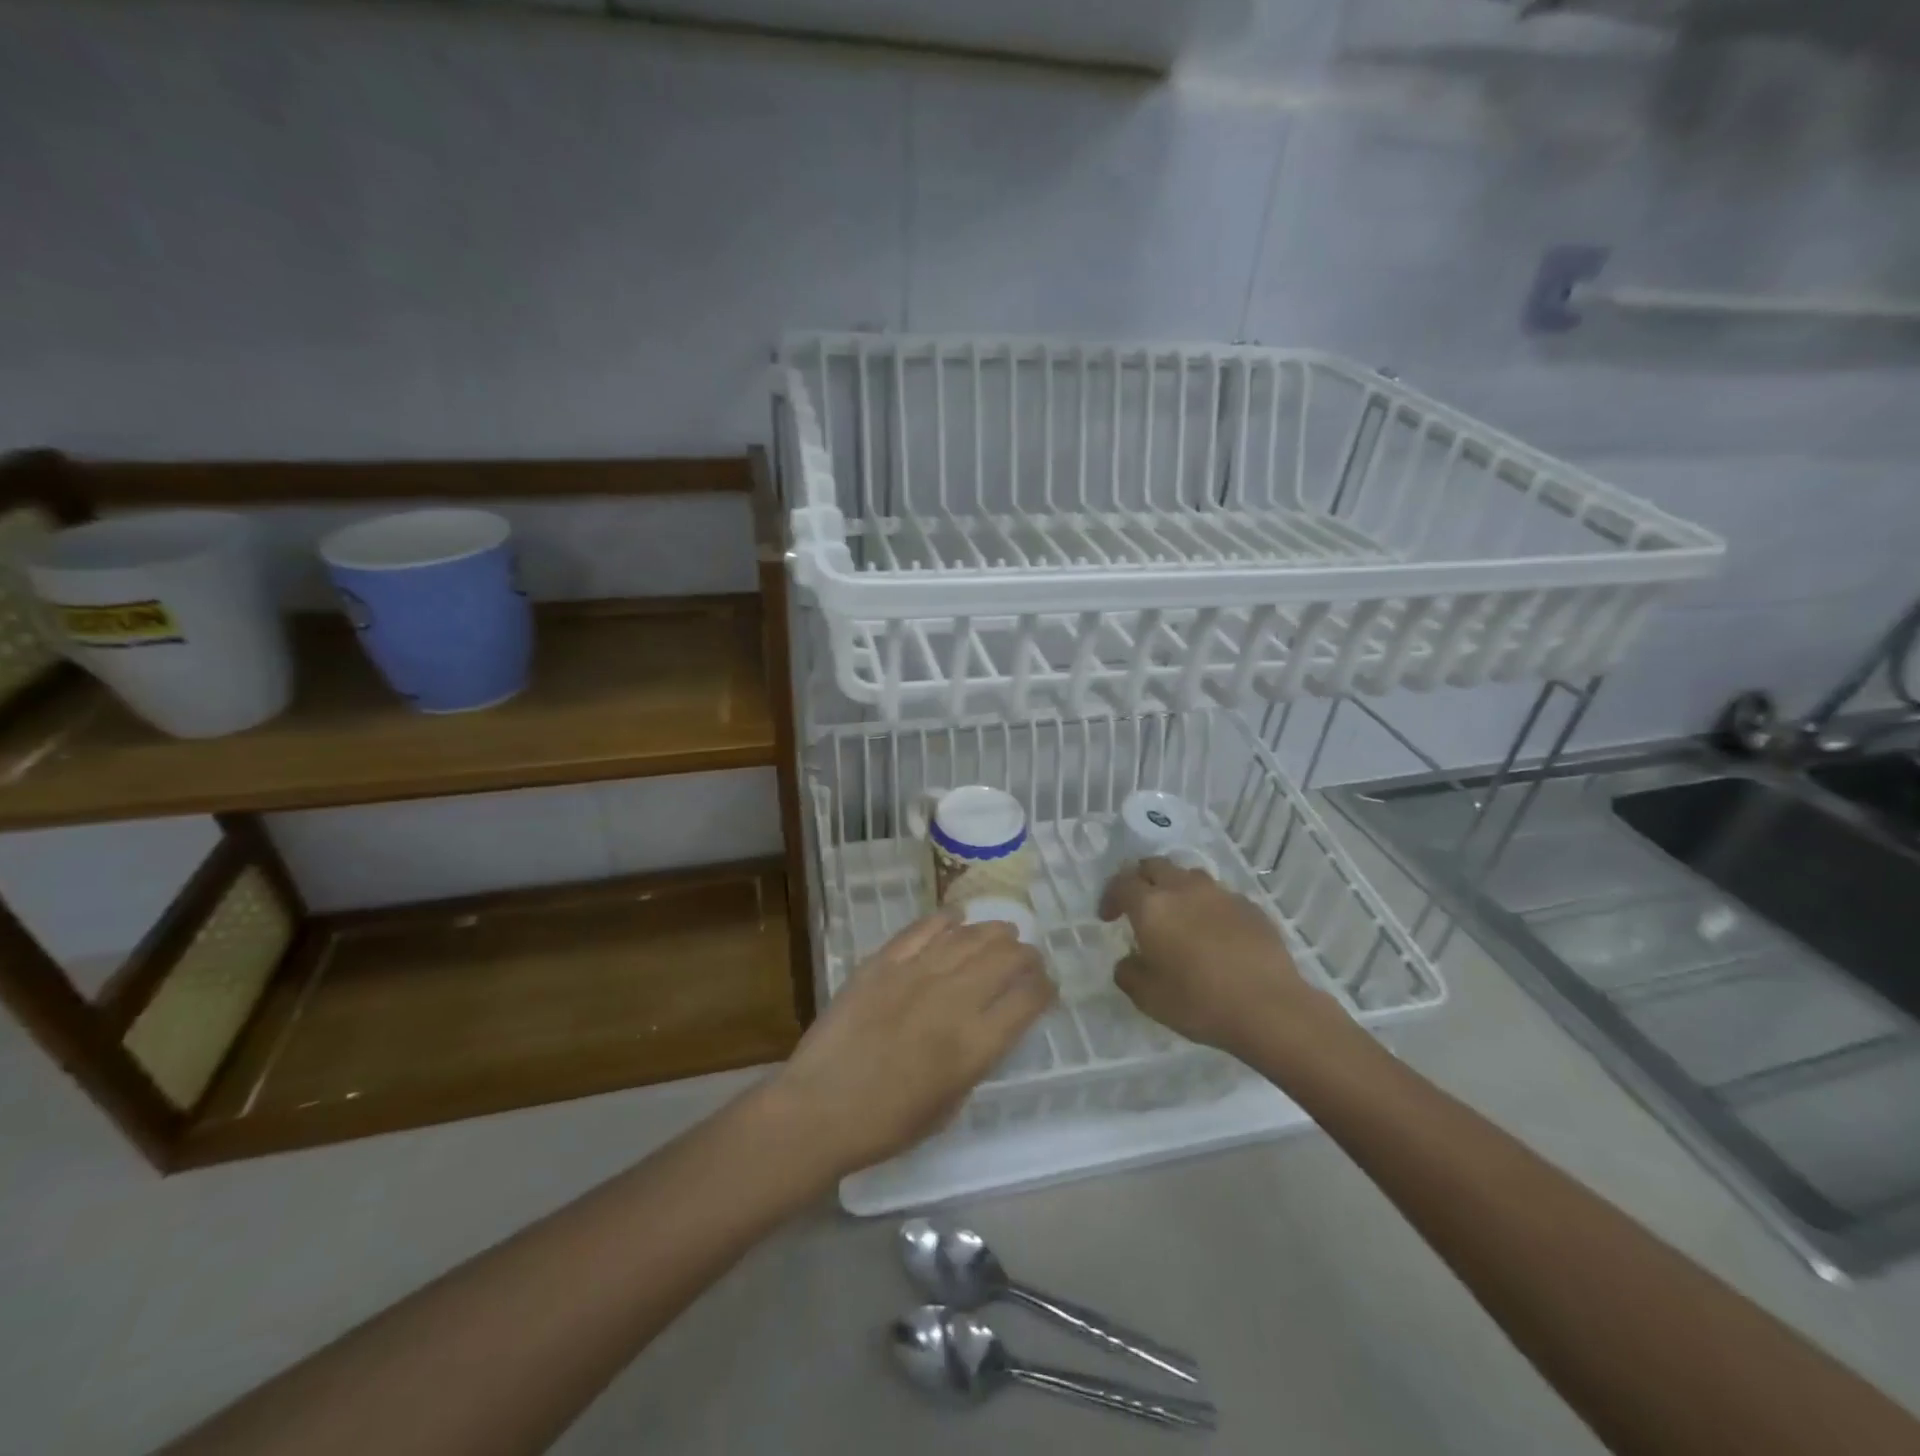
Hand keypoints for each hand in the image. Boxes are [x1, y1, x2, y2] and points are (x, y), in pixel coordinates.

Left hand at [770, 910, 1053, 1179]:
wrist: (820, 1108)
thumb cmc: (886, 1124)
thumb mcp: (949, 1106)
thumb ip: (974, 1061)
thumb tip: (985, 1027)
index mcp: (975, 1045)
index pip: (1028, 1000)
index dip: (1045, 988)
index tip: (1046, 987)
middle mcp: (953, 1000)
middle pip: (1005, 959)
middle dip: (1026, 955)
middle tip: (1028, 957)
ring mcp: (916, 974)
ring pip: (968, 938)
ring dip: (993, 932)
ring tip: (1004, 932)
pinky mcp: (883, 962)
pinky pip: (922, 930)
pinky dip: (944, 920)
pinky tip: (957, 918)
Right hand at [1099, 858, 1336, 1060]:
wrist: (1270, 1008)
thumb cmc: (1199, 1002)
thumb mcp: (1148, 998)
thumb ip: (1129, 973)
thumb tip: (1129, 961)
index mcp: (1152, 906)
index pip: (1121, 883)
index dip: (1110, 897)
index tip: (1108, 917)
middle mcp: (1184, 889)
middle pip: (1155, 866)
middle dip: (1141, 880)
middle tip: (1139, 905)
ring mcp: (1220, 894)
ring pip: (1189, 877)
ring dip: (1176, 889)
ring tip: (1178, 916)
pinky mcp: (1250, 906)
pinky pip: (1219, 896)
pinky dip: (1208, 907)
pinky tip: (1214, 933)